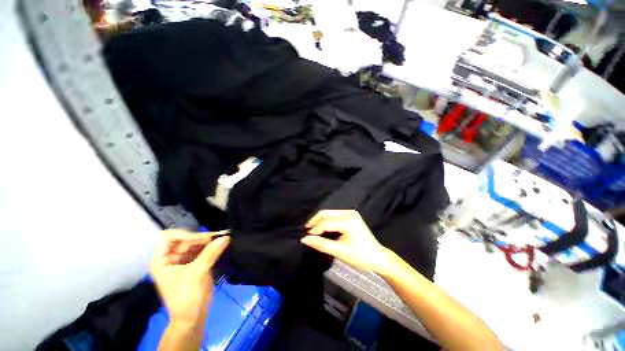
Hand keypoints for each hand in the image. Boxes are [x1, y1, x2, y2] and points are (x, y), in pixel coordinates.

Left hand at [150, 229, 229, 326]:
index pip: (168, 237)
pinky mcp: (194, 264)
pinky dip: (211, 247)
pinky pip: (202, 250)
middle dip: (200, 238)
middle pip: (184, 240)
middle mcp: (170, 258)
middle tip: (217, 237)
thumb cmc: (187, 295)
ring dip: (207, 242)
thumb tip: (226, 237)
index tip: (201, 238)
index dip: (184, 235)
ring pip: (195, 244)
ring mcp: (183, 261)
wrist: (192, 316)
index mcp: (161, 260)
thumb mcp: (197, 273)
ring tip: (221, 240)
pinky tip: (220, 245)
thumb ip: (211, 253)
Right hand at [302, 210, 392, 274]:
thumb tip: (304, 240)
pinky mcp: (351, 215)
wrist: (378, 257)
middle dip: (315, 221)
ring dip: (320, 221)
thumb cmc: (360, 257)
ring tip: (312, 230)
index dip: (315, 229)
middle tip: (306, 231)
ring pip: (329, 213)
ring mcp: (351, 213)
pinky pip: (334, 215)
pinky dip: (326, 221)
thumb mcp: (340, 252)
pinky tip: (322, 228)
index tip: (305, 237)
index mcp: (349, 221)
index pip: (327, 223)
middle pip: (326, 213)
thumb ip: (321, 244)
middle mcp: (349, 213)